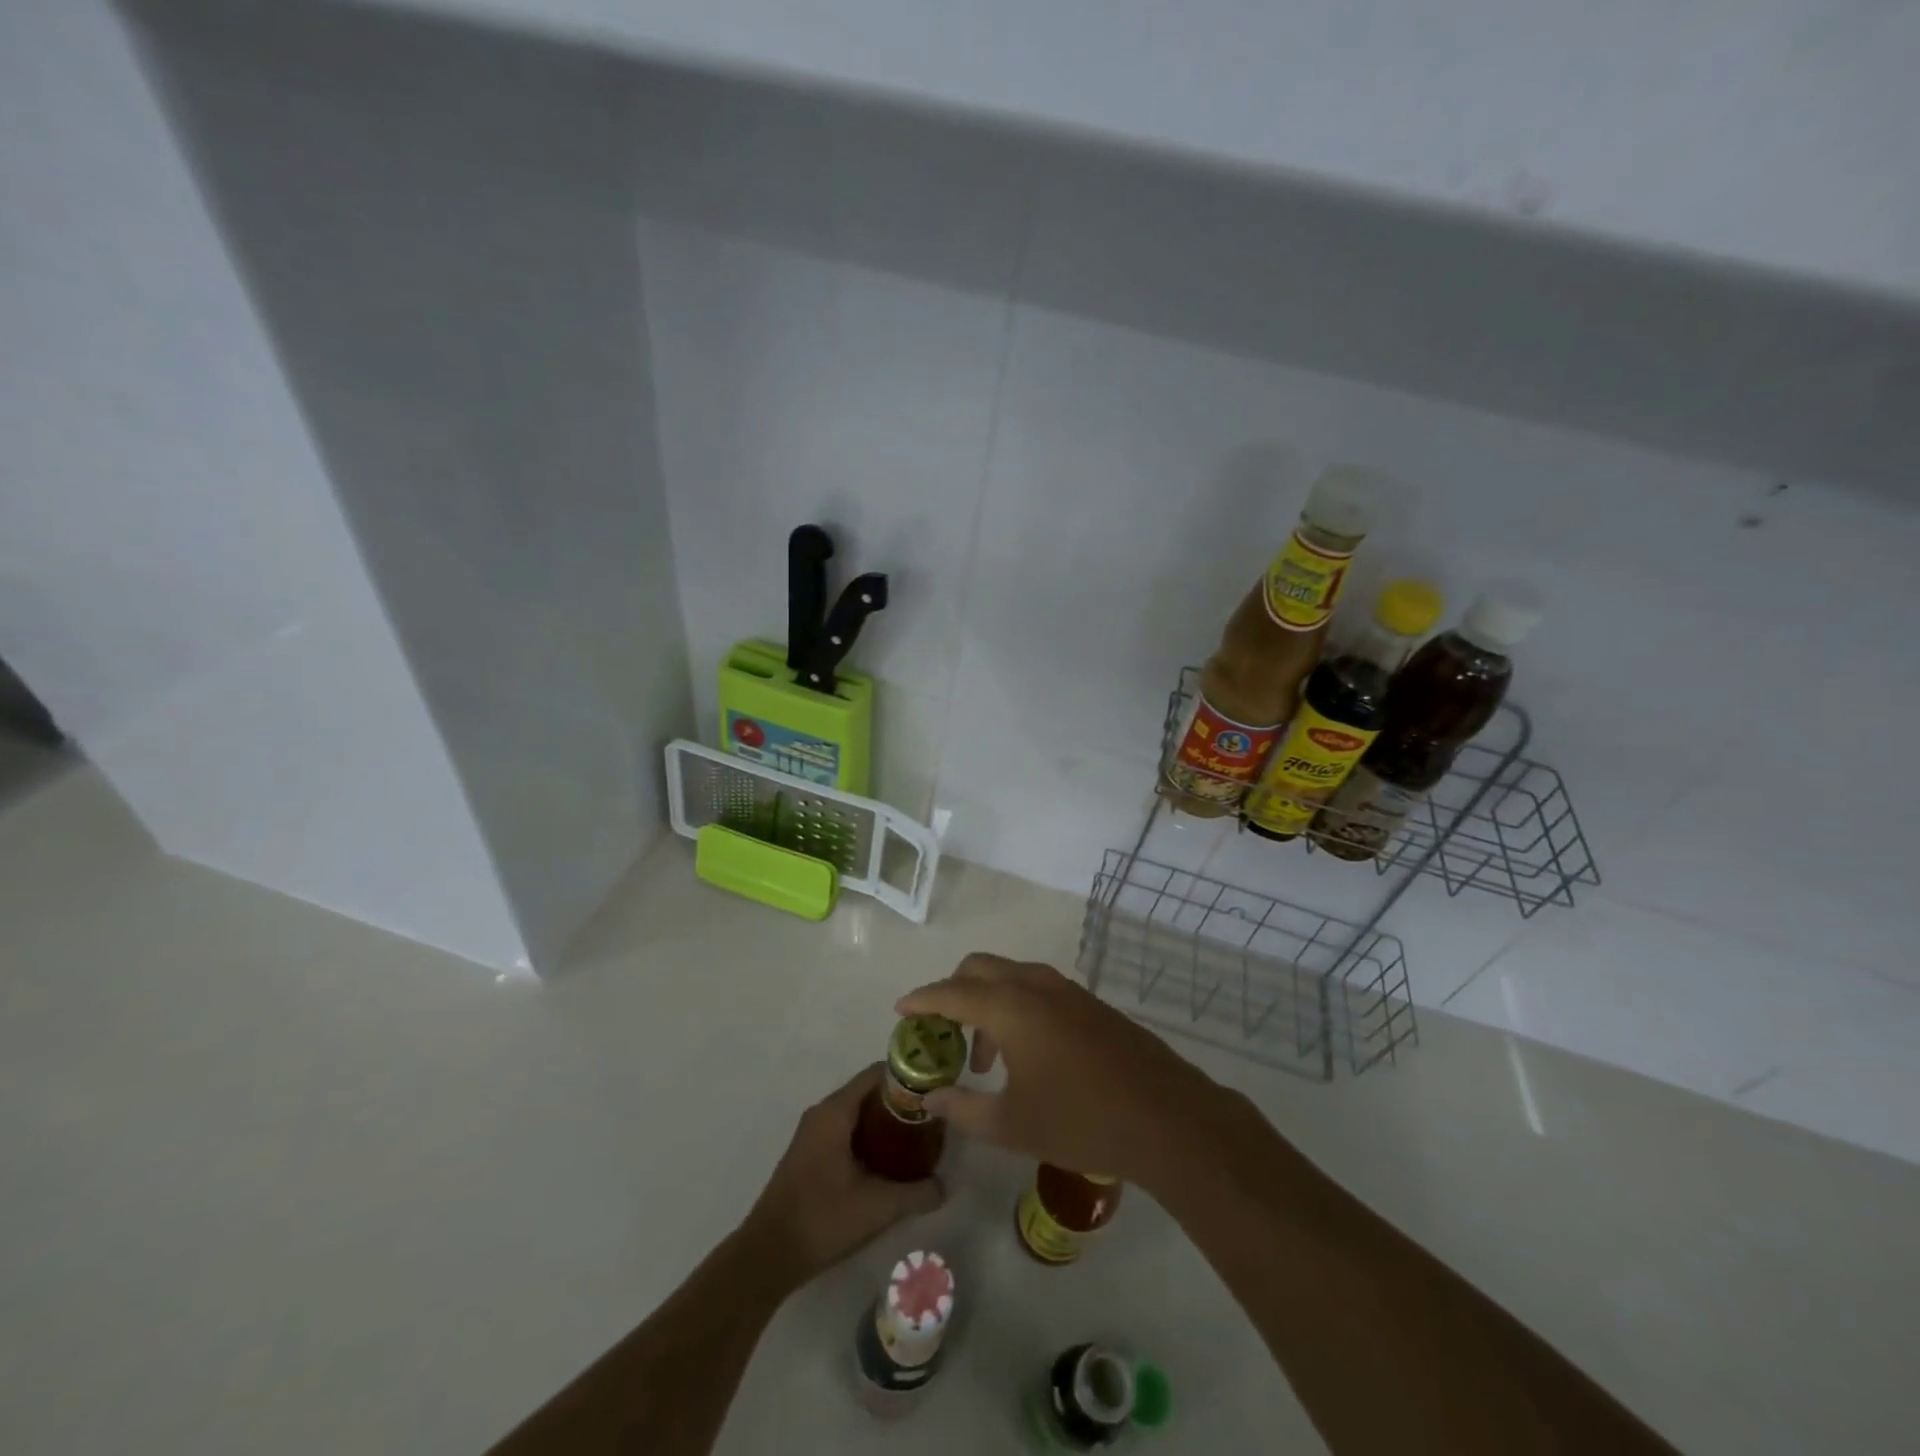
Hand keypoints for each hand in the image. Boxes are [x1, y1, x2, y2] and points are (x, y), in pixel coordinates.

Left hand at [743, 1064, 944, 1288]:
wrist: (767, 1256)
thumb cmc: (821, 1219)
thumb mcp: (877, 1207)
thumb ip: (916, 1193)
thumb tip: (944, 1186)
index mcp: (835, 1111)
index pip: (877, 1074)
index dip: (908, 1077)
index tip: (934, 1091)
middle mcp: (822, 1113)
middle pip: (869, 1092)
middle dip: (901, 1102)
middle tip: (932, 1118)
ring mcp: (813, 1134)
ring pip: (857, 1113)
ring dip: (885, 1122)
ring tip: (917, 1139)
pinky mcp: (810, 1154)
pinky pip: (846, 1130)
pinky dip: (870, 1137)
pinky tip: (890, 1162)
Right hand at [896, 954, 1227, 1192]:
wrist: (1166, 1117)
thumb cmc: (1080, 1121)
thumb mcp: (1010, 1125)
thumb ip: (961, 1109)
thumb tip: (930, 1099)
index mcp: (1010, 1006)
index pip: (951, 992)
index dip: (921, 1000)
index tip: (900, 1010)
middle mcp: (1035, 985)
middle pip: (978, 968)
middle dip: (952, 992)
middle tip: (941, 1032)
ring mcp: (1067, 990)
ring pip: (1010, 976)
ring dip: (986, 1002)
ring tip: (983, 1059)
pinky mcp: (1089, 1003)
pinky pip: (1036, 989)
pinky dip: (1014, 1006)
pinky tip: (1023, 1055)